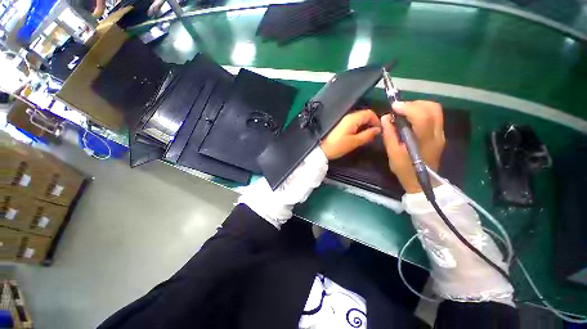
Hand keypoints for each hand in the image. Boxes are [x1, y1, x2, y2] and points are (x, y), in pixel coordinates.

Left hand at [321, 109, 380, 159]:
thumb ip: (368, 135)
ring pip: (359, 118)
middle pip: (364, 114)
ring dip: (366, 125)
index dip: (377, 120)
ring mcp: (344, 120)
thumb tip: (378, 130)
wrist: (322, 149)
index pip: (369, 113)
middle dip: (372, 122)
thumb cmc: (338, 146)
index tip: (380, 130)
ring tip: (368, 135)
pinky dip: (359, 126)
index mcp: (352, 118)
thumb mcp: (355, 142)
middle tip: (375, 134)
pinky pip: (354, 122)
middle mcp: (348, 116)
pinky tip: (360, 134)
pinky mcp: (341, 125)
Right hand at [381, 101, 444, 192]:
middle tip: (399, 109)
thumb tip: (385, 118)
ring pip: (435, 110)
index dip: (408, 108)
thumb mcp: (392, 154)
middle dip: (414, 104)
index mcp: (425, 141)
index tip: (394, 106)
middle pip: (433, 108)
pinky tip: (410, 118)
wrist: (421, 182)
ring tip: (403, 112)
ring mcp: (440, 134)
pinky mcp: (439, 135)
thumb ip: (389, 135)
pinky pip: (434, 116)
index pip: (422, 117)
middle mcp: (437, 134)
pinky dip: (421, 112)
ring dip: (418, 106)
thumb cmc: (405, 170)